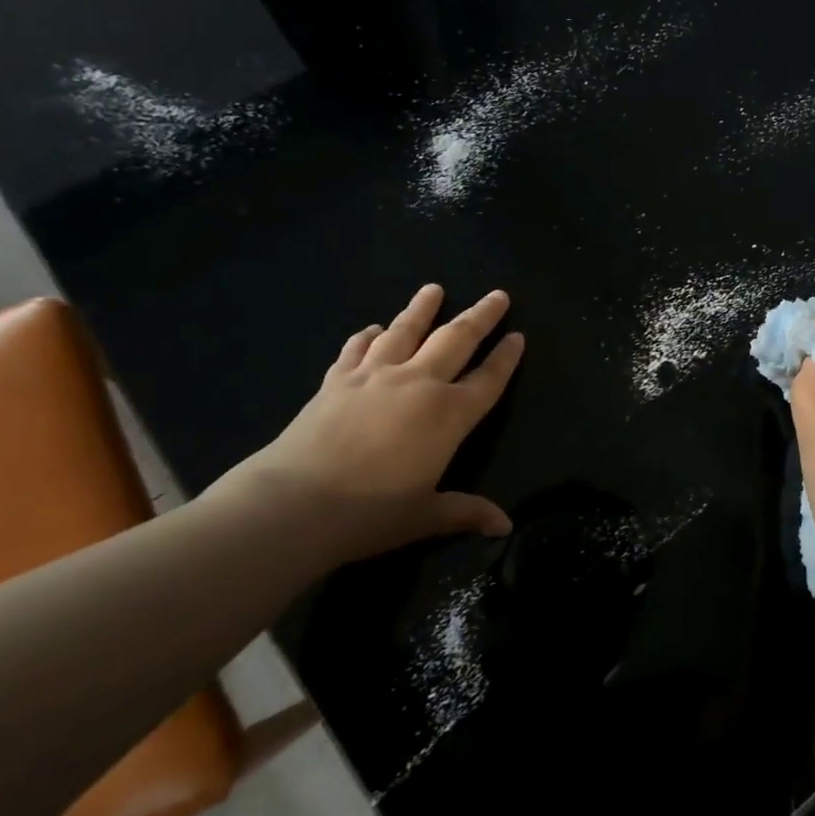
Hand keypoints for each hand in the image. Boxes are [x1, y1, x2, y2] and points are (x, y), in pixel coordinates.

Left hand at [221, 283, 523, 561]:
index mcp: (448, 415)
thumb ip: (466, 512)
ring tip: (434, 289)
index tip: (519, 336)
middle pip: (456, 339)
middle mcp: (418, 384)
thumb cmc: (370, 513)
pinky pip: (357, 350)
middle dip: (481, 316)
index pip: (488, 379)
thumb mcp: (426, 516)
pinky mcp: (337, 380)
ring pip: (406, 332)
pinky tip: (372, 329)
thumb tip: (505, 526)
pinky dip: (367, 336)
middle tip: (498, 295)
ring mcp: (375, 376)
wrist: (295, 503)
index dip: (506, 358)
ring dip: (422, 308)